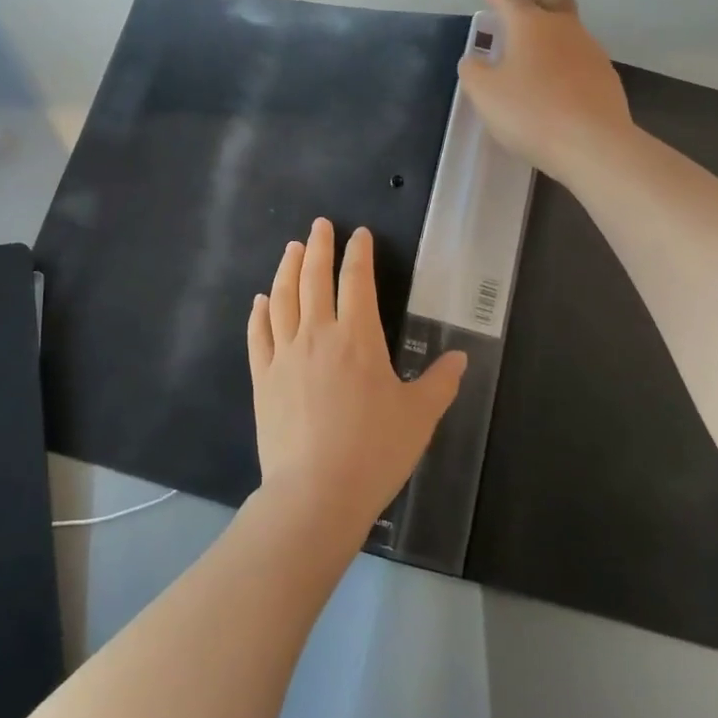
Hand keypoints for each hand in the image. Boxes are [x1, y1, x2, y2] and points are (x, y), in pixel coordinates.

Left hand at [248, 218, 465, 534]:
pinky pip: (258, 335)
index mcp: (357, 338)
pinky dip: (259, 312)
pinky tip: (260, 300)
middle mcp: (317, 334)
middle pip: (315, 278)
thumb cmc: (375, 451)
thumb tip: (459, 358)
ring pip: (282, 299)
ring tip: (291, 249)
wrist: (315, 492)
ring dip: (287, 269)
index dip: (358, 254)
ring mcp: (284, 354)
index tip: (358, 235)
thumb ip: (440, 383)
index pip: (357, 281)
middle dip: (318, 247)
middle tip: (319, 225)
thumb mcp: (419, 417)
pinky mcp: (262, 378)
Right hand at [457, 0, 636, 185]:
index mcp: (531, 24)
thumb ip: (473, 72)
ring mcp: (590, 50)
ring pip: (569, 28)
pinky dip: (563, 63)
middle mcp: (564, 28)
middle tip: (518, 14)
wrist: (592, 144)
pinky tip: (553, 88)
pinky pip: (580, 58)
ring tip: (531, 61)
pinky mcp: (605, 77)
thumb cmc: (529, 111)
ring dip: (550, 35)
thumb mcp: (484, 94)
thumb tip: (474, 61)